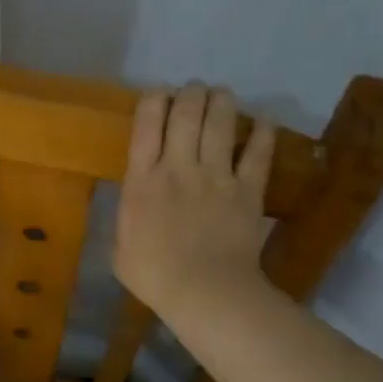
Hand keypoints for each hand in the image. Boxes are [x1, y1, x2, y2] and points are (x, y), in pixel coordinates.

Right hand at [114, 83, 278, 323]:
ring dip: (221, 102)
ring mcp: (216, 176)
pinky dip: (262, 134)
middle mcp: (178, 167)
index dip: (152, 101)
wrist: (205, 292)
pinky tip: (263, 121)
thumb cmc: (154, 274)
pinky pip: (257, 154)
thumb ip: (126, 217)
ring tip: (222, 94)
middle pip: (186, 115)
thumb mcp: (119, 246)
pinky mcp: (247, 190)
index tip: (157, 93)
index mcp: (142, 180)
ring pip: (220, 124)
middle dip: (190, 94)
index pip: (146, 125)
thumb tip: (131, 207)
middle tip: (193, 89)